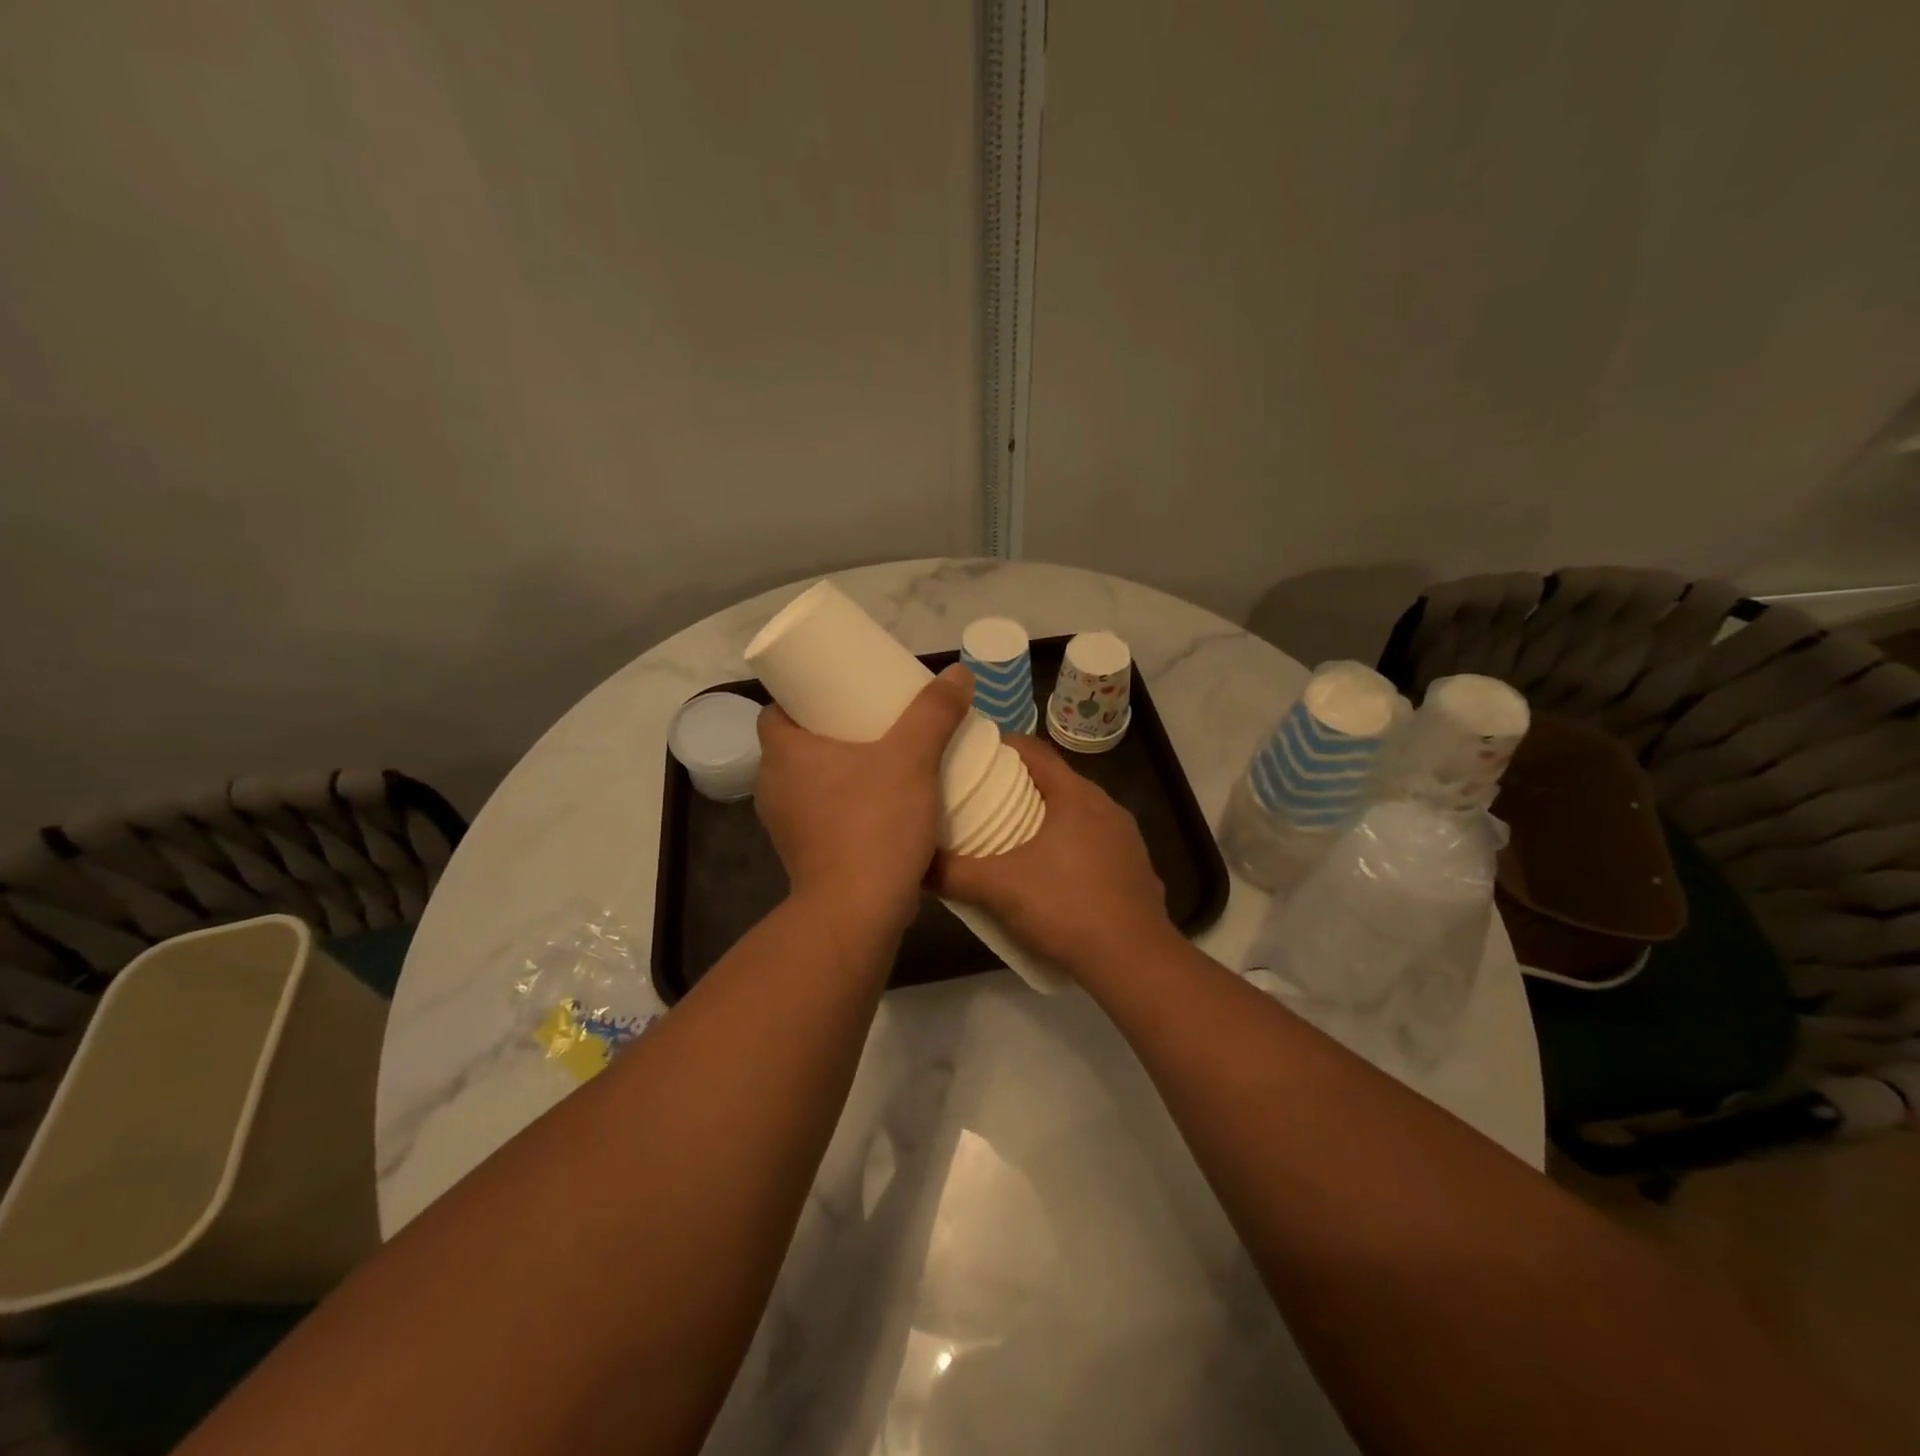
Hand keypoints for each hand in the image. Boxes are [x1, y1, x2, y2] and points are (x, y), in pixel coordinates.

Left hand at [755, 665, 972, 933]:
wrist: (857, 913)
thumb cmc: (874, 824)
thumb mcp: (912, 758)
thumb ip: (934, 713)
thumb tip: (959, 672)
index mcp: (783, 753)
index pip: (777, 710)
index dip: (805, 697)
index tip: (842, 694)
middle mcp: (773, 786)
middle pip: (797, 744)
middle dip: (831, 731)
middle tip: (874, 721)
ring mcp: (785, 825)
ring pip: (809, 781)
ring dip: (839, 770)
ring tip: (883, 760)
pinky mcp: (804, 854)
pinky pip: (821, 813)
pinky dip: (844, 803)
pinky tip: (881, 805)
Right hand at [932, 735, 1175, 978]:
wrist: (1134, 960)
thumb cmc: (1065, 907)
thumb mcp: (999, 889)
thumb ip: (952, 873)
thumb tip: (914, 864)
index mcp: (1076, 796)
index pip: (1035, 751)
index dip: (1003, 746)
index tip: (973, 754)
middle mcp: (1106, 807)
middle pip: (1056, 781)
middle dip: (1019, 785)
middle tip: (982, 798)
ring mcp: (1126, 839)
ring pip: (1078, 814)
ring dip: (1047, 818)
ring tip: (1012, 836)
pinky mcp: (1136, 869)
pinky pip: (1096, 844)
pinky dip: (1071, 847)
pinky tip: (1052, 874)